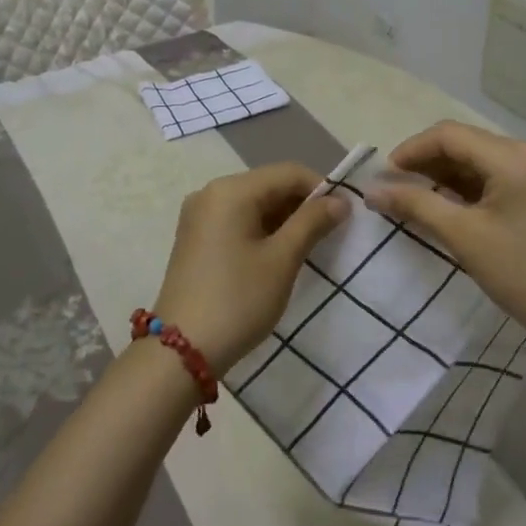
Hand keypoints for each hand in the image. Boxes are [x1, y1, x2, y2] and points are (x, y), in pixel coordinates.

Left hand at [153, 162, 347, 373]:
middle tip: (330, 233)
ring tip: (309, 245)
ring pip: (253, 203)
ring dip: (283, 218)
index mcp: (231, 190)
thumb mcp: (282, 260)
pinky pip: (236, 219)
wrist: (181, 352)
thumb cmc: (238, 300)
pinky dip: (261, 229)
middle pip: (268, 185)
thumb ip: (312, 223)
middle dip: (302, 204)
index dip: (321, 188)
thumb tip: (339, 201)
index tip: (345, 215)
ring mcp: (199, 215)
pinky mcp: (195, 237)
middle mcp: (211, 192)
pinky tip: (278, 253)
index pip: (288, 173)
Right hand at [365, 121, 525, 363]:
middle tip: (396, 188)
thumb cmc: (523, 274)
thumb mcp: (463, 236)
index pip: (449, 135)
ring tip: (417, 198)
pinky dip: (471, 186)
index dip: (411, 150)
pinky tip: (451, 205)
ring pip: (481, 159)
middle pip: (466, 143)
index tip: (384, 176)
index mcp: (514, 155)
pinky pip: (499, 175)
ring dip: (447, 174)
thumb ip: (415, 204)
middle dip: (427, 162)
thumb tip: (373, 190)